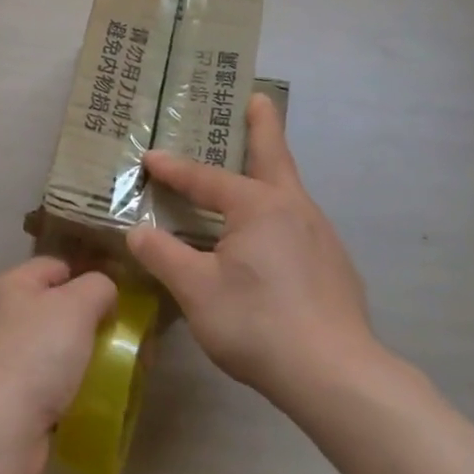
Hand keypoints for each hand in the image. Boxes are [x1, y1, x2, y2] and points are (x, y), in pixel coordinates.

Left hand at [0, 256, 116, 473]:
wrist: (0, 428)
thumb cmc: (38, 354)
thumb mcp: (77, 305)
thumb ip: (98, 286)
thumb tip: (104, 293)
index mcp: (13, 284)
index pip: (57, 265)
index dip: (89, 276)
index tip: (120, 298)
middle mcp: (5, 316)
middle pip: (59, 308)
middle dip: (93, 321)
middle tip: (126, 337)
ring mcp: (6, 357)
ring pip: (58, 347)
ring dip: (86, 357)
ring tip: (120, 368)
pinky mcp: (12, 396)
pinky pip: (52, 382)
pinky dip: (73, 387)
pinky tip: (96, 396)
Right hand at [128, 94, 391, 409]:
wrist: (336, 375)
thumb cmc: (258, 323)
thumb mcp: (197, 291)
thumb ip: (164, 256)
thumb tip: (138, 232)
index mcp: (259, 206)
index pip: (206, 179)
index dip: (174, 168)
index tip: (149, 156)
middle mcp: (295, 209)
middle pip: (274, 156)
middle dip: (263, 125)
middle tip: (257, 98)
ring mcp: (321, 236)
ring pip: (288, 192)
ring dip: (269, 173)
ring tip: (250, 174)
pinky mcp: (334, 266)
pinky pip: (297, 224)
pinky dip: (278, 213)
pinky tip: (267, 241)